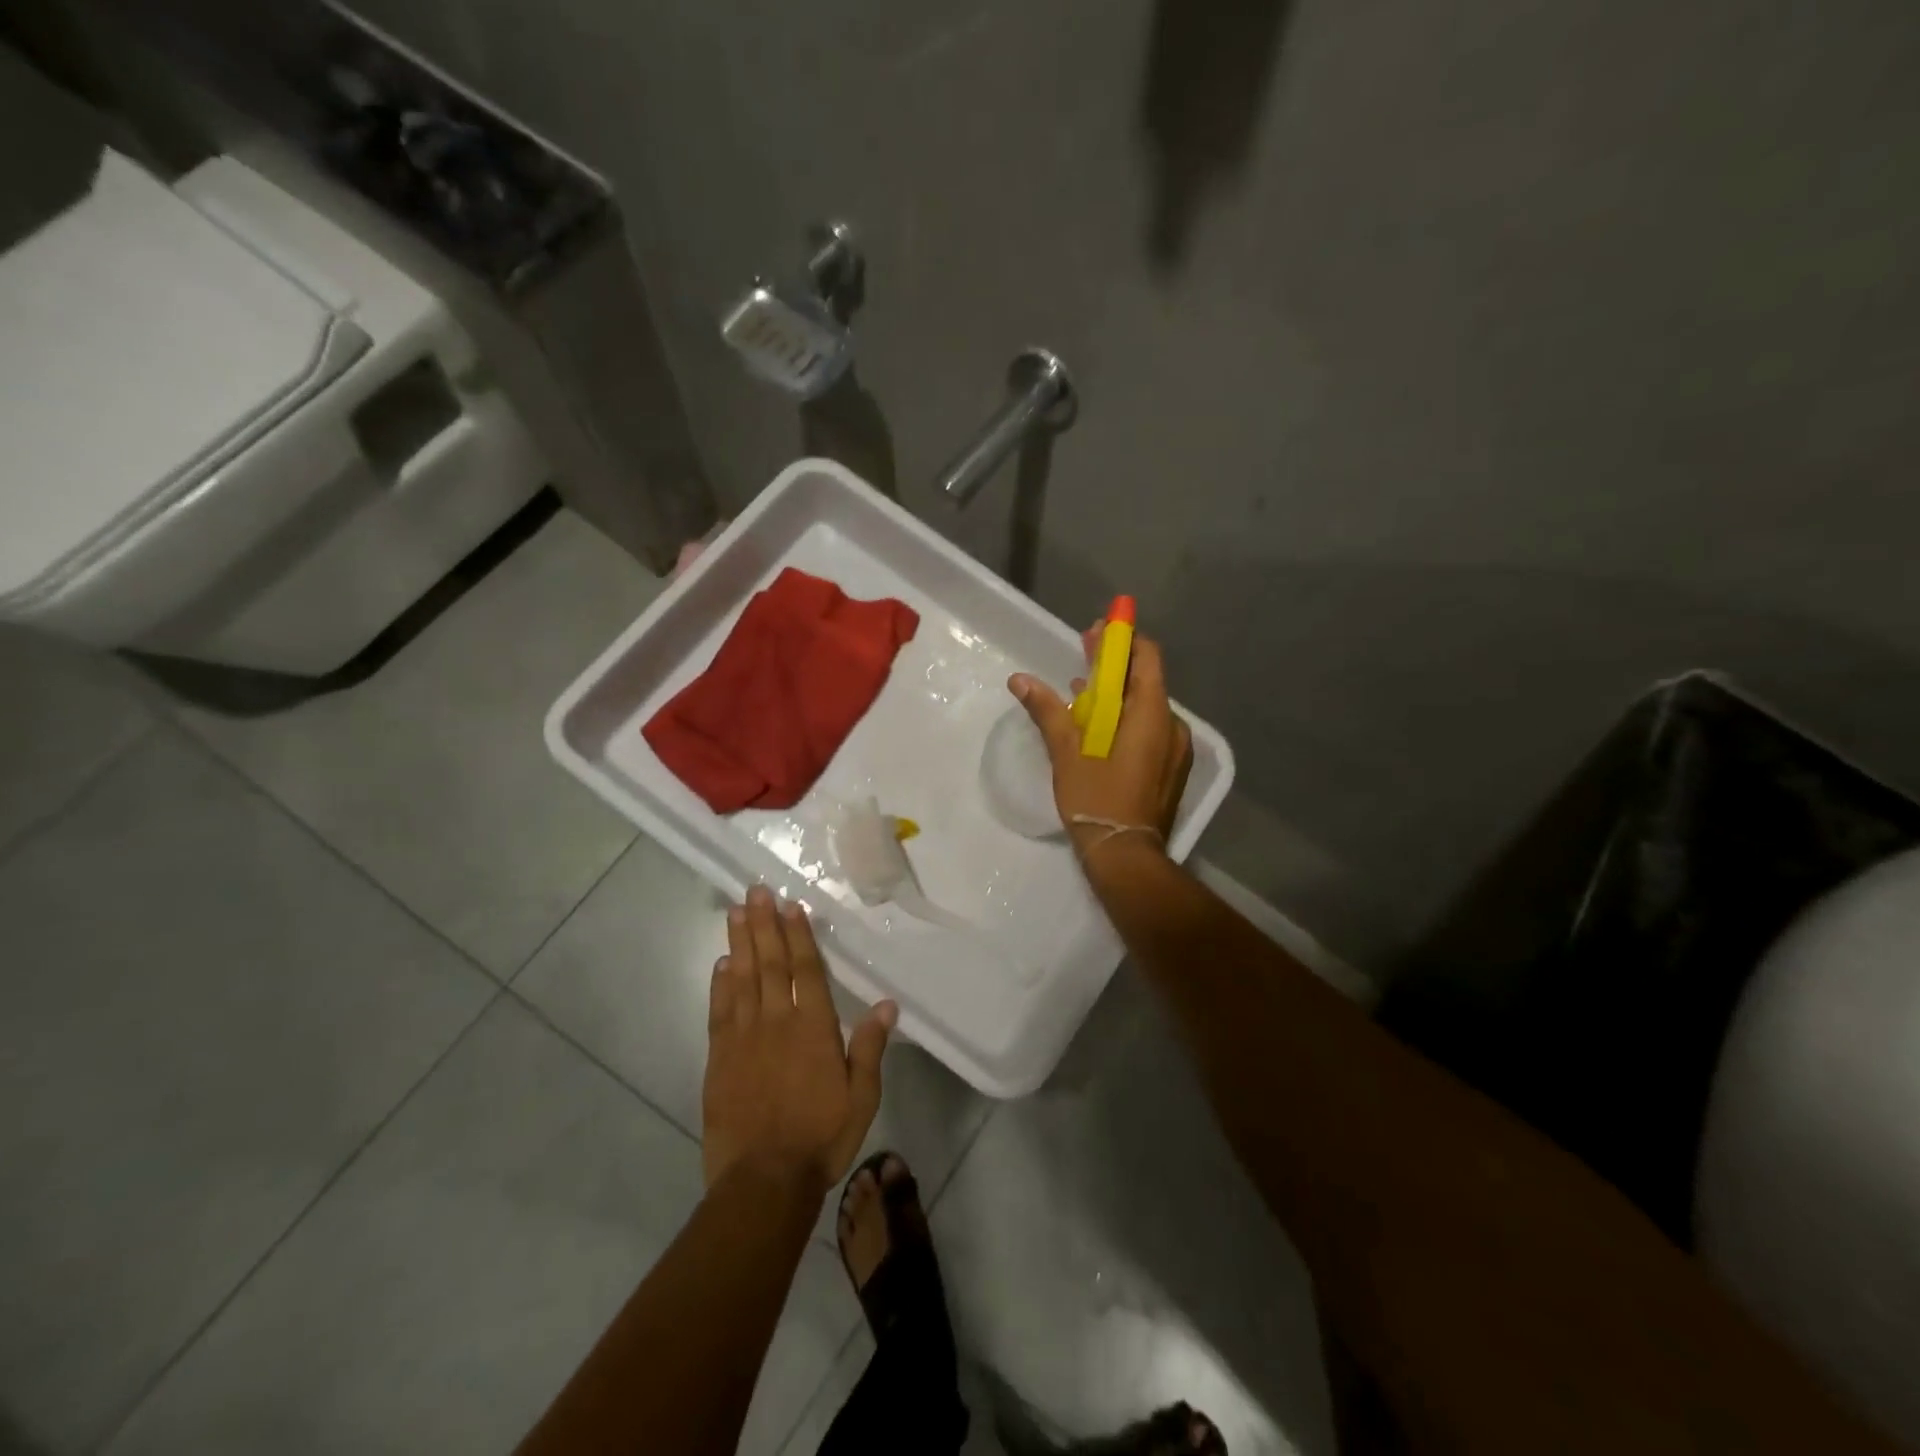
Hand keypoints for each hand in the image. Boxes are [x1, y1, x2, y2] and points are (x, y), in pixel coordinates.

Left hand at [703, 885, 896, 1192]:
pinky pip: (719, 1010)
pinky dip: (720, 983)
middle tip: (756, 891)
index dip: (798, 935)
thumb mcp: (861, 1097)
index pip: (806, 970)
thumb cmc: (821, 1137)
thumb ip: (869, 1047)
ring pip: (742, 978)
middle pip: (770, 963)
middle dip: (764, 924)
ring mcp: (743, 1038)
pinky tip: (721, 963)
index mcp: (813, 1028)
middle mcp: (777, 1022)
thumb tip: (887, 1003)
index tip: (790, 906)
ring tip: (736, 911)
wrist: (763, 1180)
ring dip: (740, 942)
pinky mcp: (719, 1058)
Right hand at [1008, 628, 1192, 860]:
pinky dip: (1127, 719)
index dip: (1123, 640)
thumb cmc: (1097, 800)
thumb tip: (1020, 679)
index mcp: (1152, 715)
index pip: (1146, 658)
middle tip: (1085, 653)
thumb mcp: (1067, 753)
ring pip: (1147, 707)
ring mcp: (1176, 750)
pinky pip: (1150, 730)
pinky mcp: (1171, 769)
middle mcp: (1173, 726)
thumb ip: (1047, 711)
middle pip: (1146, 680)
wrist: (1126, 856)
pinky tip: (1100, 728)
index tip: (1098, 631)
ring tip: (1084, 693)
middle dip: (1116, 665)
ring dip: (1119, 694)